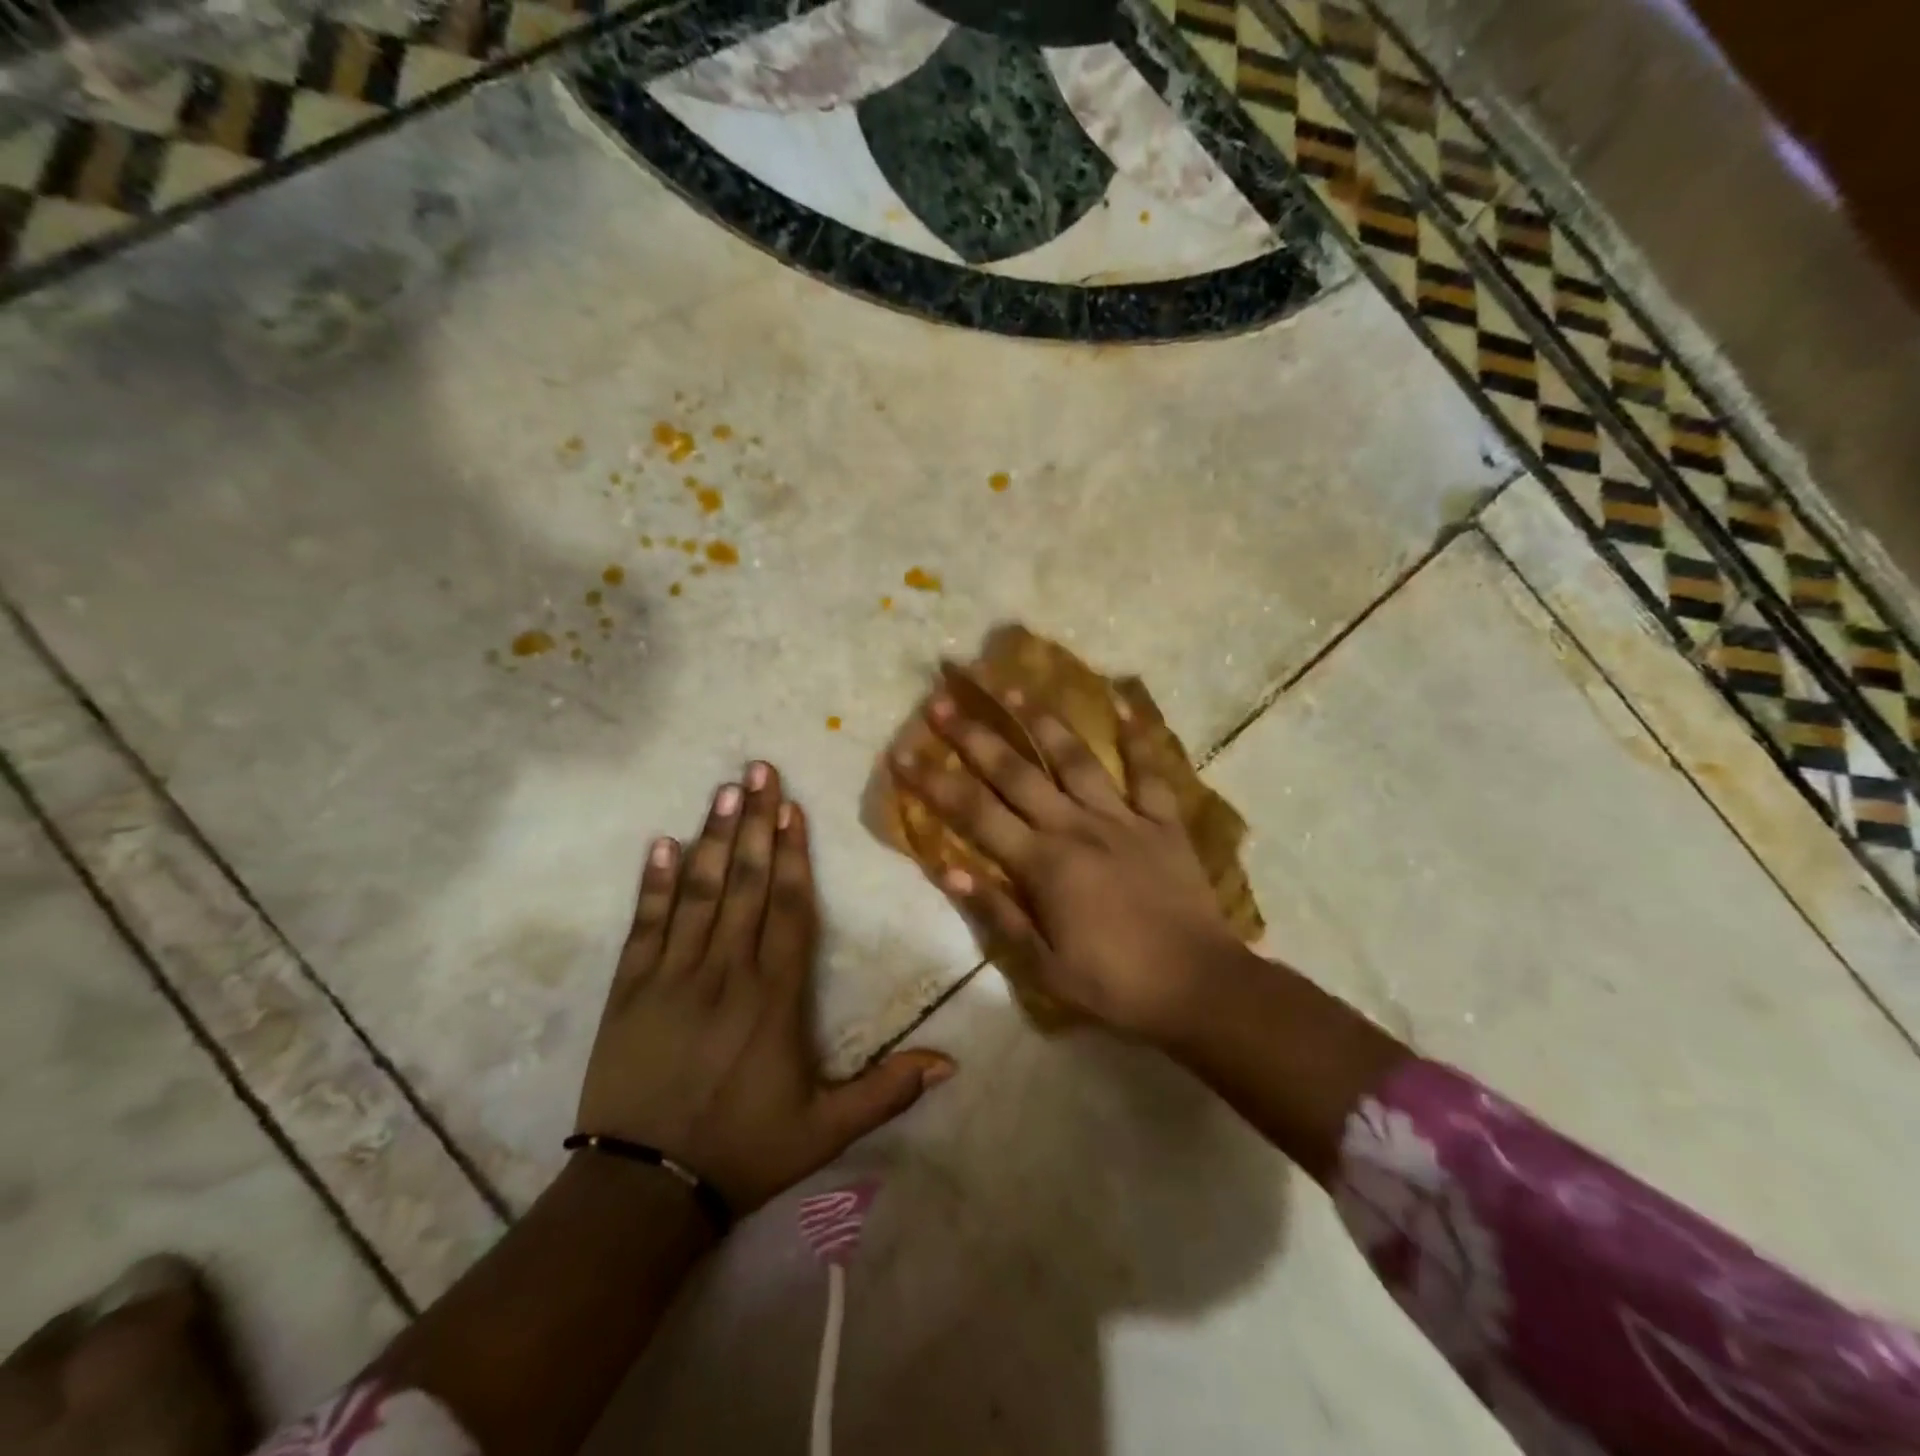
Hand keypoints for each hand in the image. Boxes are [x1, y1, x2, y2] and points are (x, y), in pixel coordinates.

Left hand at [575, 764, 954, 1213]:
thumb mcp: (825, 1131)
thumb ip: (886, 1091)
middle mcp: (725, 973)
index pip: (789, 910)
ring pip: (696, 893)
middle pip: (743, 883)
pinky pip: (643, 925)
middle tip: (759, 770)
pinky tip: (659, 843)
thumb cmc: (742, 1152)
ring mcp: (672, 976)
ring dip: (710, 837)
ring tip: (723, 790)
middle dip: (754, 823)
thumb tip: (951, 1064)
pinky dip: (651, 883)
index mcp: (774, 998)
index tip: (793, 809)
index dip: (792, 856)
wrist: (642, 1192)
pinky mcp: (629, 990)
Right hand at [891, 692, 1251, 1043]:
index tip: (902, 753)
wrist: (1198, 986)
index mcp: (1043, 864)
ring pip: (1074, 758)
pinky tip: (1123, 701)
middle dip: (974, 735)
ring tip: (1012, 685)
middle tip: (943, 701)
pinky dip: (1138, 736)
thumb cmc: (1114, 983)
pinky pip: (1149, 771)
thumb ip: (997, 913)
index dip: (934, 782)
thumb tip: (948, 868)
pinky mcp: (1162, 821)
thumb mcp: (1044, 965)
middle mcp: (1076, 827)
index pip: (975, 814)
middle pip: (1016, 773)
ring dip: (1040, 720)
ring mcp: (1122, 818)